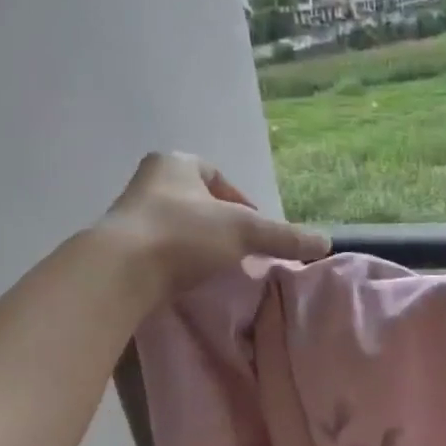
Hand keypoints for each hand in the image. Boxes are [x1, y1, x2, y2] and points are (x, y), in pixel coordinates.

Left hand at [99, 151, 329, 301]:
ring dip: (199, 245)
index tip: (254, 227)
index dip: (240, 199)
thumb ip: (284, 236)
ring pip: (178, 226)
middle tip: (241, 250)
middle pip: (197, 202)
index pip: (215, 175)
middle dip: (220, 224)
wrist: (120, 271)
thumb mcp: (245, 232)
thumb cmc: (184, 235)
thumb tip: (325, 242)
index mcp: (176, 164)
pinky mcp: (120, 248)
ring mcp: (130, 215)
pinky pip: (160, 250)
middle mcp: (149, 182)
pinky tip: (191, 281)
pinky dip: (179, 263)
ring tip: (219, 269)